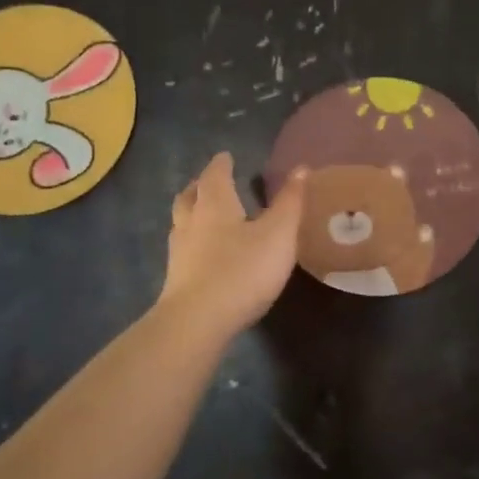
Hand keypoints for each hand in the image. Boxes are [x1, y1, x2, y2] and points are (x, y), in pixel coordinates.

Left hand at [157, 153, 306, 338]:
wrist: (198, 322)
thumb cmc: (242, 270)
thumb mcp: (278, 234)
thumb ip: (291, 203)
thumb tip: (301, 168)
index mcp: (215, 205)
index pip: (215, 176)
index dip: (221, 165)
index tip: (226, 156)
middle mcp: (191, 223)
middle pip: (189, 197)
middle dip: (199, 187)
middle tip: (208, 183)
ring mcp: (180, 254)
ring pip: (181, 224)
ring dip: (191, 214)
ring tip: (203, 215)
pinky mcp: (177, 281)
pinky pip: (183, 251)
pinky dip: (192, 243)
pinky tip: (202, 255)